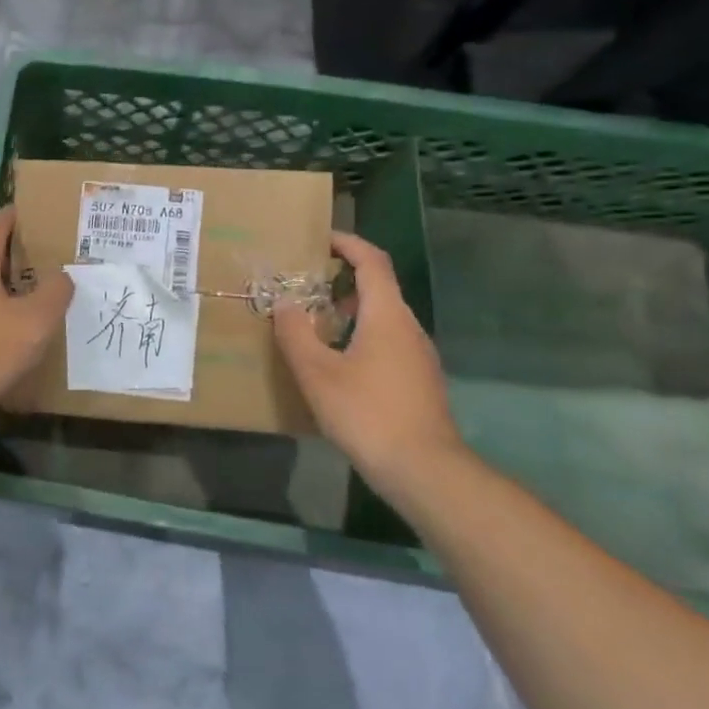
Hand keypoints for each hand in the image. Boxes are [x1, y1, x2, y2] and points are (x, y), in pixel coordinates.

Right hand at [273, 232, 466, 503]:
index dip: (347, 244)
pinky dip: (359, 336)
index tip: (319, 239)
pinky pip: (386, 342)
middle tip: (304, 285)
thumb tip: (284, 302)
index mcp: (387, 315)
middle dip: (340, 279)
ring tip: (312, 323)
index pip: (372, 261)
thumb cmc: (367, 413)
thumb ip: (295, 333)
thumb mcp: (317, 372)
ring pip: (382, 318)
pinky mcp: (418, 381)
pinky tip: (335, 363)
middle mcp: (408, 327)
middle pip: (378, 288)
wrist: (424, 469)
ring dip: (348, 311)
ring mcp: (418, 356)